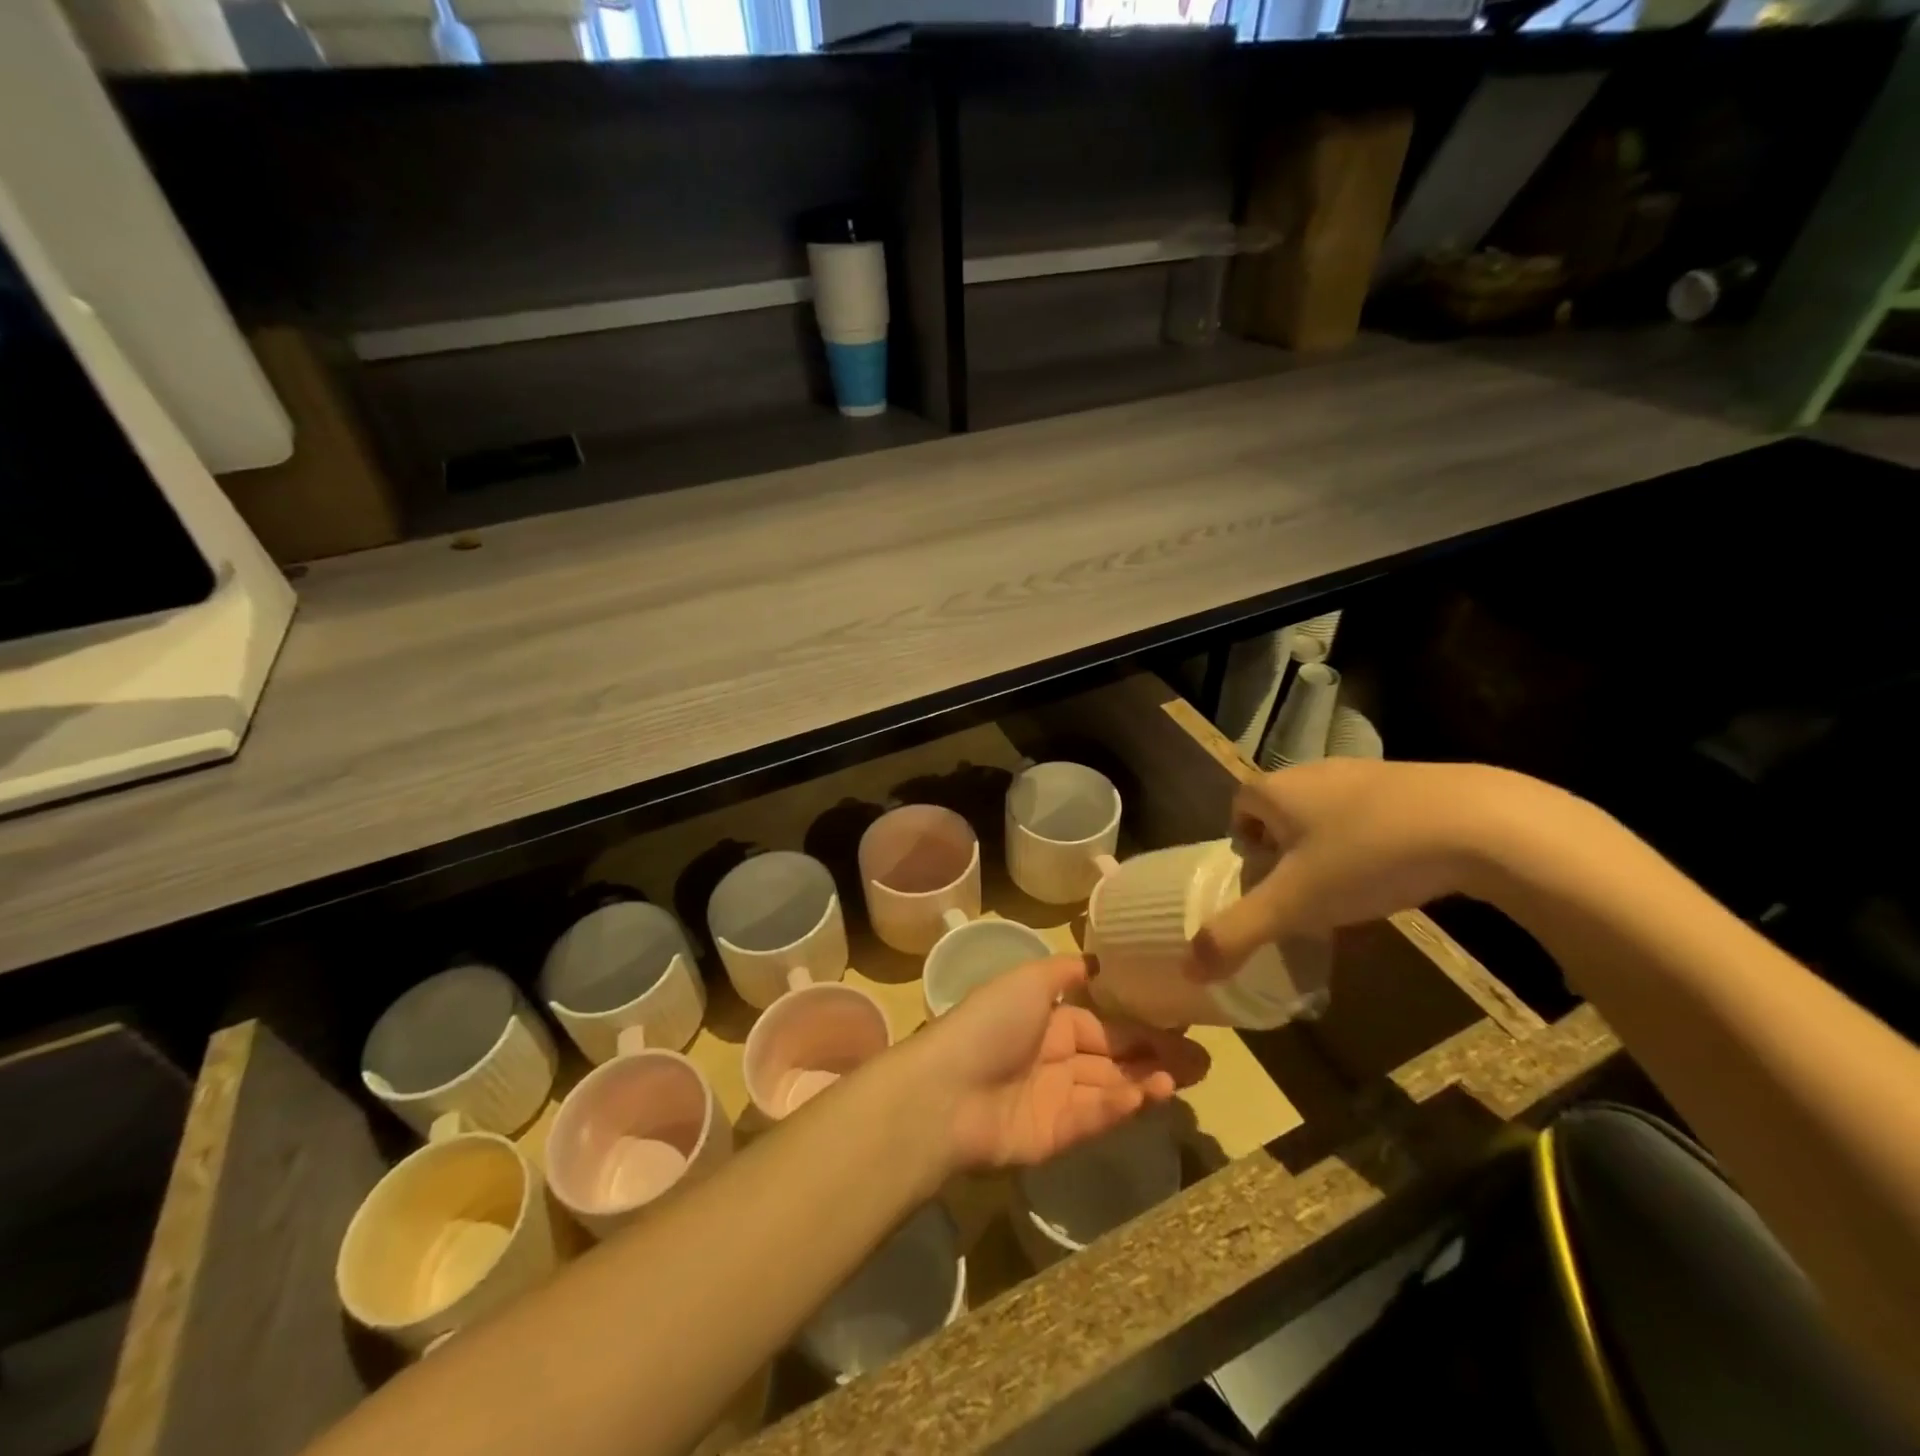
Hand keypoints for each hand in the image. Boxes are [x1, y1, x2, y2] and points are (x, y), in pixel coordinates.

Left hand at [913, 954, 1209, 1170]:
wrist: (947, 1091)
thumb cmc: (990, 1024)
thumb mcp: (1027, 980)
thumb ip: (1065, 972)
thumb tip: (1099, 962)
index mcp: (1046, 1020)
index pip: (1103, 1024)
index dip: (1140, 1026)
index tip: (1182, 1026)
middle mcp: (1053, 1058)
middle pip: (1113, 1058)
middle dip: (1156, 1057)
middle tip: (1204, 1060)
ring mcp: (1054, 1099)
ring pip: (1110, 1088)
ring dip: (1147, 1081)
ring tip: (1188, 1075)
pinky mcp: (1054, 1136)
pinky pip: (1095, 1116)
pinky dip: (1122, 1105)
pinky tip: (1152, 1093)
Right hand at [1188, 758, 1523, 981]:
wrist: (1481, 822)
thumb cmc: (1366, 856)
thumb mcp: (1294, 904)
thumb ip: (1237, 933)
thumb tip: (1188, 970)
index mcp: (1277, 790)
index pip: (1239, 806)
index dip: (1244, 844)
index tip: (1266, 882)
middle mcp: (1315, 772)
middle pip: (1283, 811)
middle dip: (1286, 851)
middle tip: (1306, 895)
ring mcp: (1367, 773)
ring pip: (1330, 814)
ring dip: (1331, 849)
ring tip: (1353, 893)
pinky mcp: (1414, 783)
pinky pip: (1374, 815)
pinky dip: (1374, 843)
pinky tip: (1400, 876)